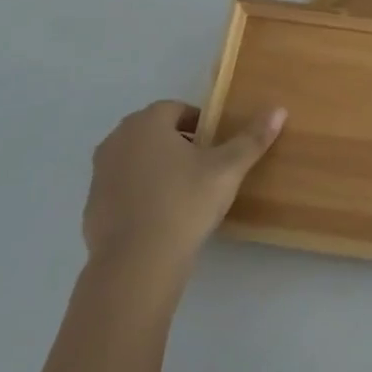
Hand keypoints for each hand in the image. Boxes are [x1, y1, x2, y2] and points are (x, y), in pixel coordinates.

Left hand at [83, 100, 285, 274]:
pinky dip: (139, 194)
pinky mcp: (92, 206)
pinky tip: (160, 217)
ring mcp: (99, 173)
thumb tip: (279, 109)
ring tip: (184, 192)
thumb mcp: (227, 169)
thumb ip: (252, 138)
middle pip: (153, 131)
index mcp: (147, 123)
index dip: (199, 123)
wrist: (137, 262)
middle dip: (177, 142)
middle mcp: (117, 140)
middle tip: (204, 166)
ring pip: (135, 159)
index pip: (176, 109)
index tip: (216, 144)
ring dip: (156, 166)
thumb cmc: (185, 203)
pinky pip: (122, 188)